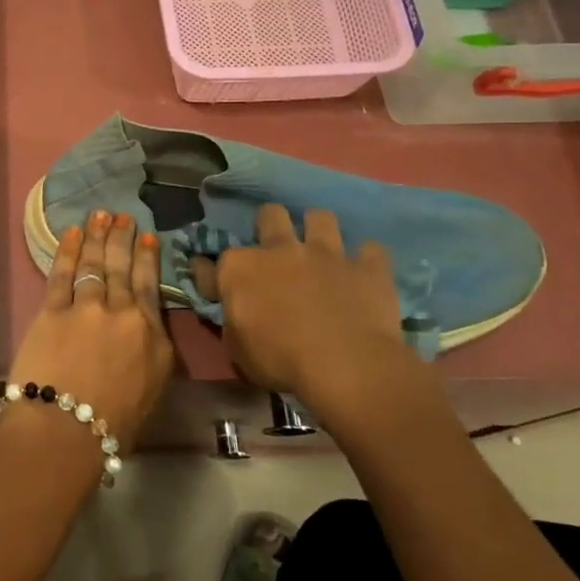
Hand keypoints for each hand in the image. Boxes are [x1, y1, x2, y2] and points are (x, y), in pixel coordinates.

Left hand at [7, 210, 173, 450]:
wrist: (67, 430)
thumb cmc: (111, 428)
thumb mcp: (150, 393)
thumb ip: (149, 357)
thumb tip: (143, 338)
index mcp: (155, 339)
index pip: (151, 289)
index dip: (148, 260)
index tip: (148, 238)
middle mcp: (126, 315)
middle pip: (123, 269)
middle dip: (123, 239)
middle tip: (123, 216)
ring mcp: (89, 308)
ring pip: (95, 264)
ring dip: (97, 236)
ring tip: (100, 214)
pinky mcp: (54, 310)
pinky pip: (63, 273)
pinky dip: (68, 250)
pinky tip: (71, 232)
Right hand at [213, 204, 442, 438]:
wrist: (346, 366)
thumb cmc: (280, 361)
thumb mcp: (236, 348)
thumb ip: (231, 318)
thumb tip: (230, 305)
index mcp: (239, 269)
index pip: (211, 261)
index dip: (208, 270)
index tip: (212, 281)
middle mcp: (280, 249)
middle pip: (270, 214)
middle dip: (270, 224)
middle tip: (274, 248)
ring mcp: (327, 254)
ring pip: (321, 217)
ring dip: (317, 229)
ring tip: (319, 249)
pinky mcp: (367, 267)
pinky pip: (371, 250)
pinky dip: (366, 259)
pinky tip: (362, 271)